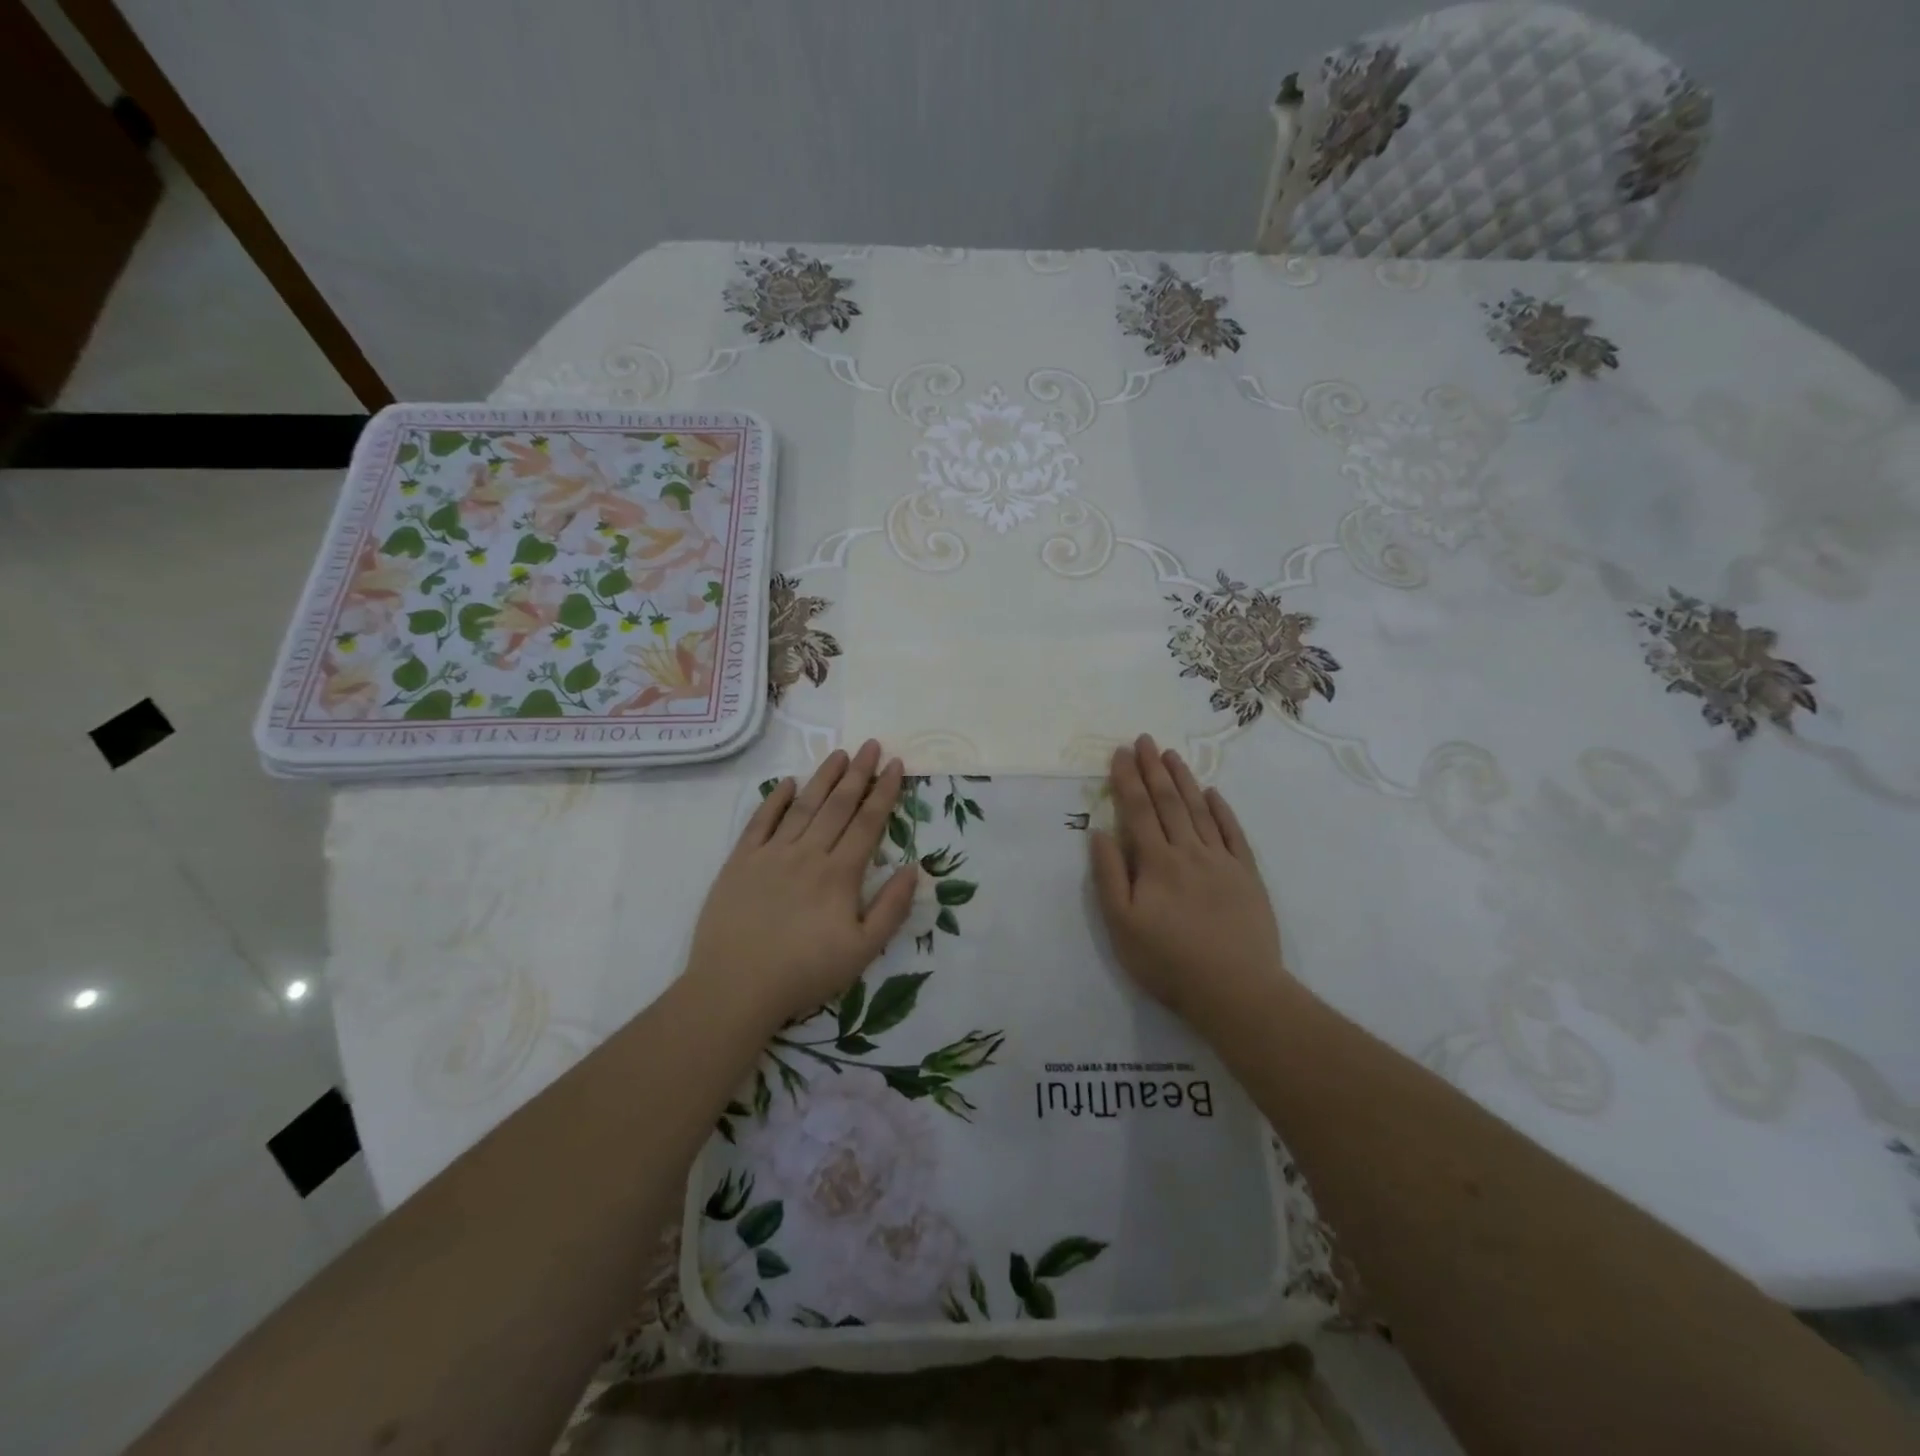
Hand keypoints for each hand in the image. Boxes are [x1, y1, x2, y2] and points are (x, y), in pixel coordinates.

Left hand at [685, 741, 917, 1027]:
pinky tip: (788, 783)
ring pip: (803, 806)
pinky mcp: (740, 862)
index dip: (884, 791)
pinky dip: (775, 800)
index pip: (867, 822)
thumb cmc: (804, 973)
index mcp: (839, 874)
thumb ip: (892, 908)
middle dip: (859, 773)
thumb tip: (913, 868)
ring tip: (840, 754)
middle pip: (838, 805)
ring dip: (823, 777)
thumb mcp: (863, 951)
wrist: (735, 987)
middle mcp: (807, 854)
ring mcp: (771, 854)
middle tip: (872, 745)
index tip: (896, 764)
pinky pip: (760, 822)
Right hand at [1089, 735, 1299, 1034]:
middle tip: (1145, 740)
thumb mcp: (1122, 925)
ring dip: (1184, 780)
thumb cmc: (1168, 962)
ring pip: (1200, 810)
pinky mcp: (1248, 875)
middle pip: (1169, 802)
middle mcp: (1189, 851)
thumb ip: (1109, 876)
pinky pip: (1233, 833)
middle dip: (1153, 768)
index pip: (1138, 810)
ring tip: (1172, 755)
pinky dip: (1222, 810)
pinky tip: (1213, 793)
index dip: (1127, 779)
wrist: (1236, 990)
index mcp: (1156, 862)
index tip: (1120, 753)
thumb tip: (1100, 833)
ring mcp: (1222, 861)